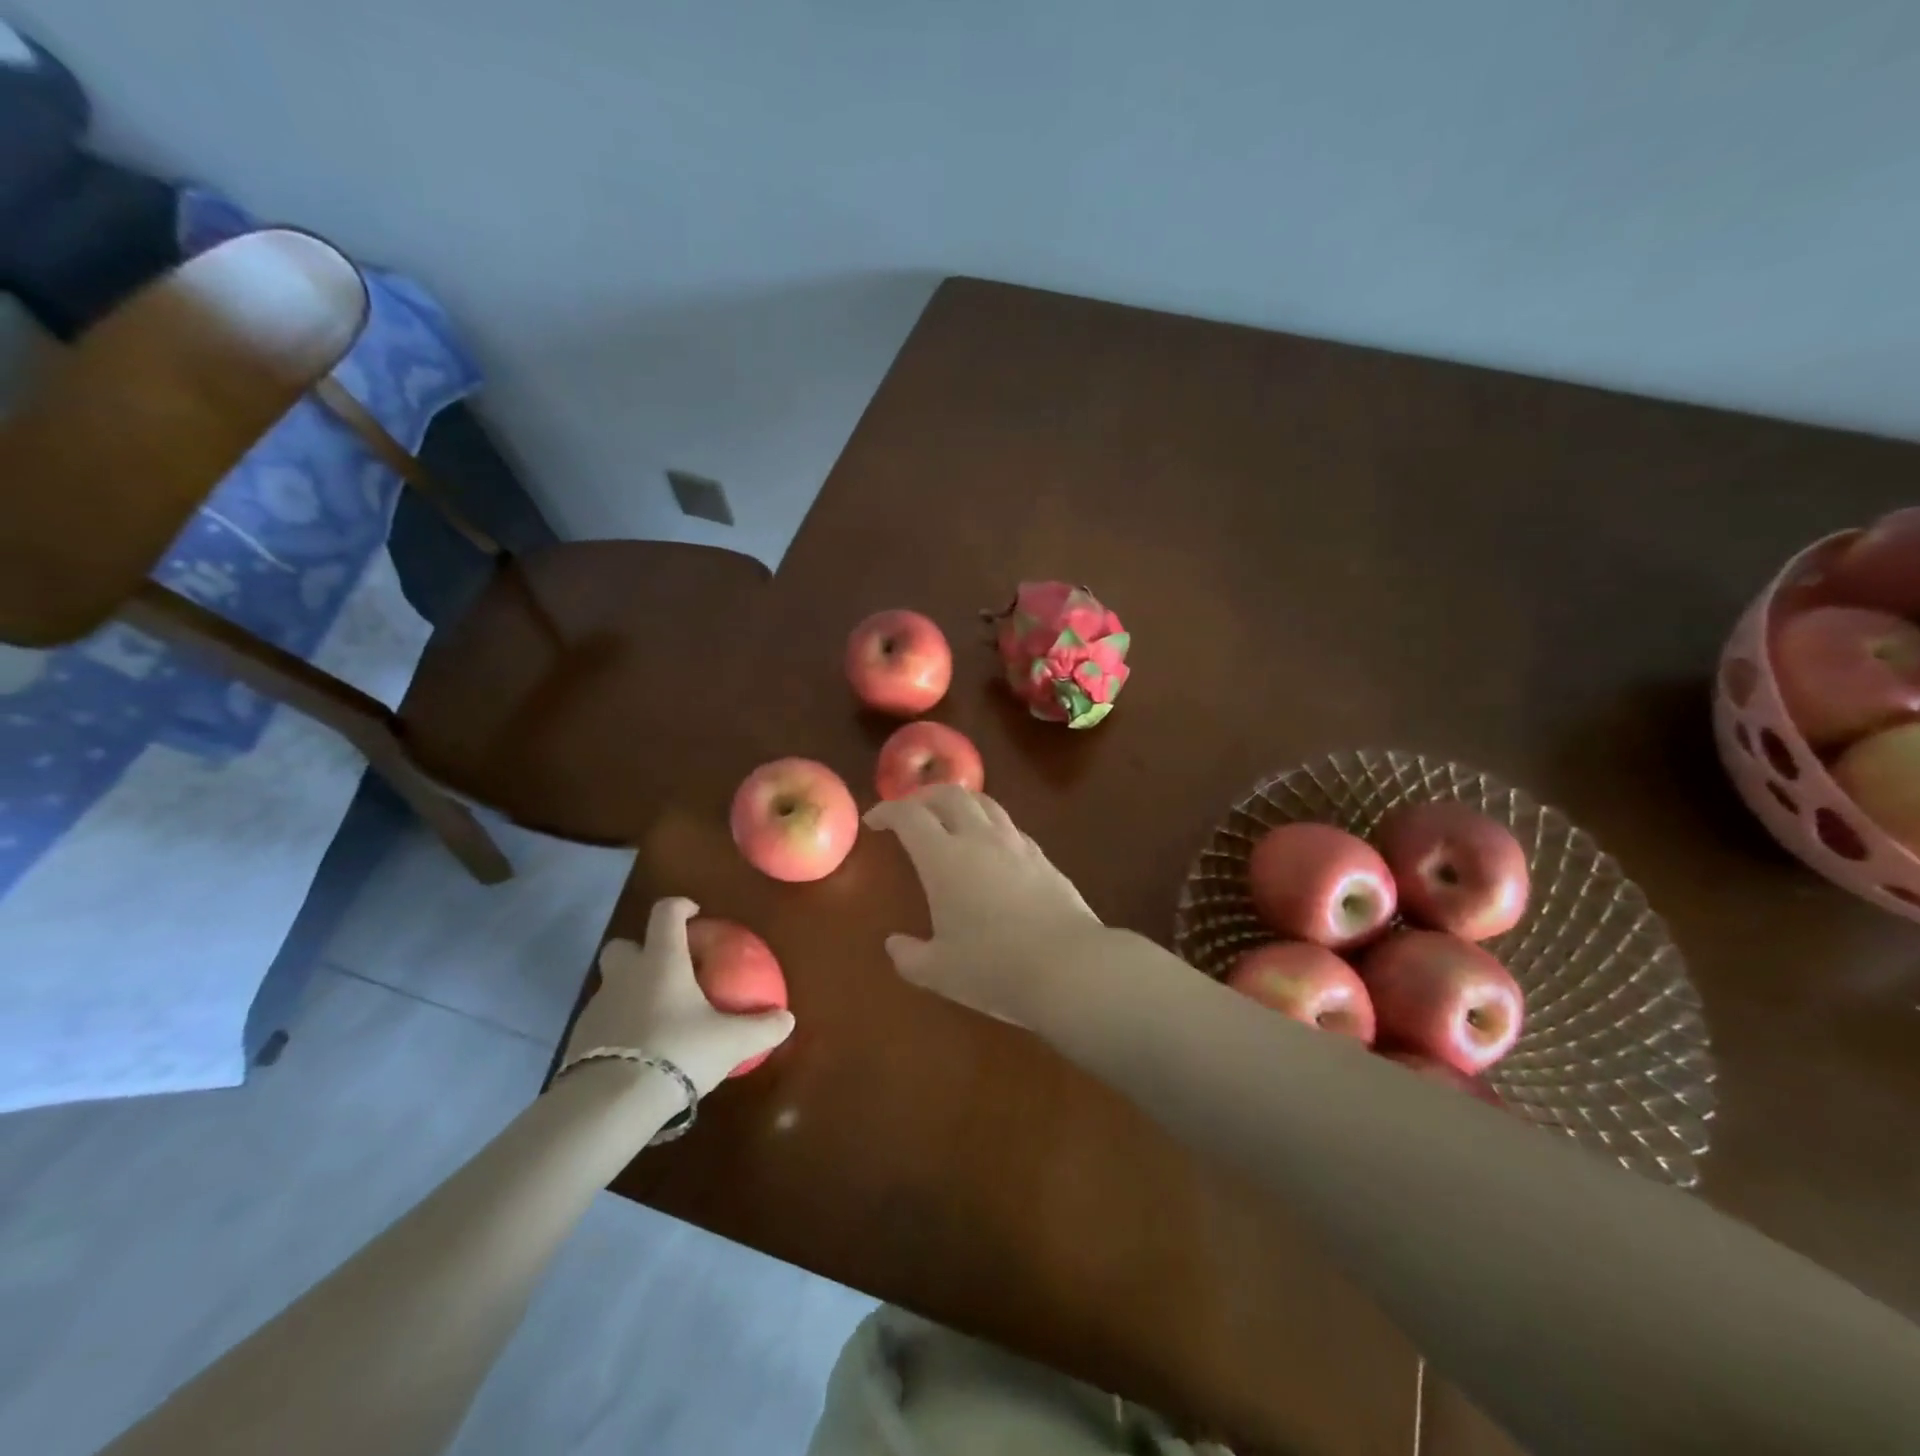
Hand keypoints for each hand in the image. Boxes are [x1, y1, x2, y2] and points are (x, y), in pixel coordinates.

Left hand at [564, 898, 794, 1095]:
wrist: (611, 1103)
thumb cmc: (678, 1052)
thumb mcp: (731, 1042)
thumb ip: (762, 1028)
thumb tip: (787, 1019)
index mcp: (662, 961)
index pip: (665, 914)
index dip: (680, 907)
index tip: (695, 915)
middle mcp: (626, 976)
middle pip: (623, 946)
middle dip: (642, 950)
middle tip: (668, 970)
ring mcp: (598, 1008)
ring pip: (612, 986)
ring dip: (631, 992)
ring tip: (658, 1019)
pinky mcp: (579, 1041)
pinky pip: (603, 1022)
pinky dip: (619, 1028)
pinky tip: (639, 1052)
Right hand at [864, 785, 1107, 1027]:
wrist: (1070, 967)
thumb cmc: (994, 968)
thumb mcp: (939, 972)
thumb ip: (909, 956)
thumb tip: (895, 945)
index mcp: (944, 858)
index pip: (909, 816)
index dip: (887, 811)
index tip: (874, 821)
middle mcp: (980, 839)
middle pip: (949, 794)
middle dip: (923, 796)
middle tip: (909, 812)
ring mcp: (1016, 844)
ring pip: (985, 803)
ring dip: (960, 802)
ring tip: (949, 818)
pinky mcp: (1043, 857)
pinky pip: (1009, 826)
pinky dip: (989, 824)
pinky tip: (990, 847)